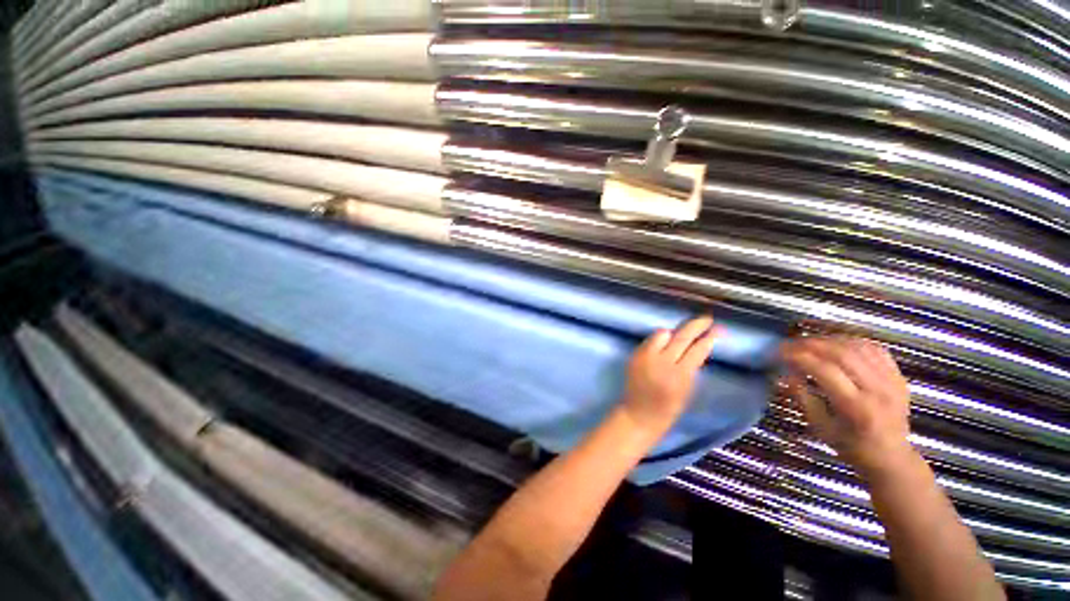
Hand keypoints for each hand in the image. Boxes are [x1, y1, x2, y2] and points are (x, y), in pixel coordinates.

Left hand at [619, 316, 720, 436]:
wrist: (639, 413)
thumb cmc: (668, 408)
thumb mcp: (687, 390)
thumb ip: (691, 367)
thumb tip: (698, 345)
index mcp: (679, 376)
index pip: (697, 350)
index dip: (709, 338)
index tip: (718, 329)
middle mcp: (661, 363)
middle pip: (681, 337)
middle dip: (696, 325)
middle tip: (706, 318)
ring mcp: (645, 357)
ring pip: (662, 333)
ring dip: (673, 333)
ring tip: (679, 337)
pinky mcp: (635, 355)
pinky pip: (650, 340)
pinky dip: (659, 339)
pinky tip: (664, 344)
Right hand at [781, 337, 912, 475]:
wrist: (892, 457)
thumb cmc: (851, 446)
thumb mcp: (820, 427)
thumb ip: (802, 398)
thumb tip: (785, 374)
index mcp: (857, 408)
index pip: (825, 371)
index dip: (799, 357)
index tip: (778, 352)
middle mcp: (878, 391)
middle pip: (842, 354)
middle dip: (810, 344)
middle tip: (789, 343)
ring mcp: (892, 381)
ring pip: (857, 347)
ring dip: (828, 340)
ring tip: (808, 343)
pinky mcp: (898, 376)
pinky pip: (873, 348)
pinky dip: (850, 341)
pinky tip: (835, 344)